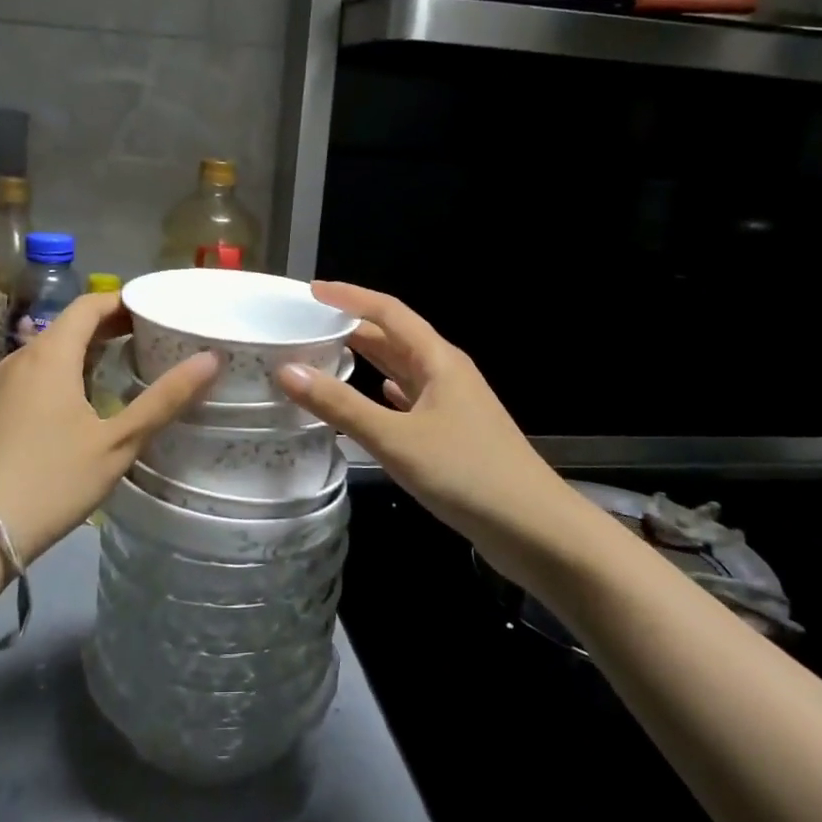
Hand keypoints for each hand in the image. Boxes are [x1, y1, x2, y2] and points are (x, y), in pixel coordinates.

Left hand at [0, 292, 217, 561]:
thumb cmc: (51, 480)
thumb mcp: (116, 443)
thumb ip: (163, 399)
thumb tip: (210, 359)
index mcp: (51, 354)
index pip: (90, 304)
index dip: (125, 301)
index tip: (158, 310)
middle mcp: (22, 357)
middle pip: (70, 325)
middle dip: (111, 326)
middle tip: (152, 338)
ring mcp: (2, 384)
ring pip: (51, 351)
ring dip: (88, 350)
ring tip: (125, 366)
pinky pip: (36, 374)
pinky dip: (65, 372)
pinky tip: (84, 401)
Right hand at [275, 281, 558, 536]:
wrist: (535, 529)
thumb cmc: (466, 474)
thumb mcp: (395, 439)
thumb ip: (340, 406)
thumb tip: (287, 370)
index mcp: (437, 360)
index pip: (388, 311)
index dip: (349, 297)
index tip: (311, 292)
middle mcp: (446, 373)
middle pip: (394, 338)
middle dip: (353, 328)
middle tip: (307, 328)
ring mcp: (453, 404)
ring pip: (402, 369)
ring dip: (368, 360)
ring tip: (326, 356)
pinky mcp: (454, 433)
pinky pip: (412, 399)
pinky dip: (386, 393)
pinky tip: (374, 397)